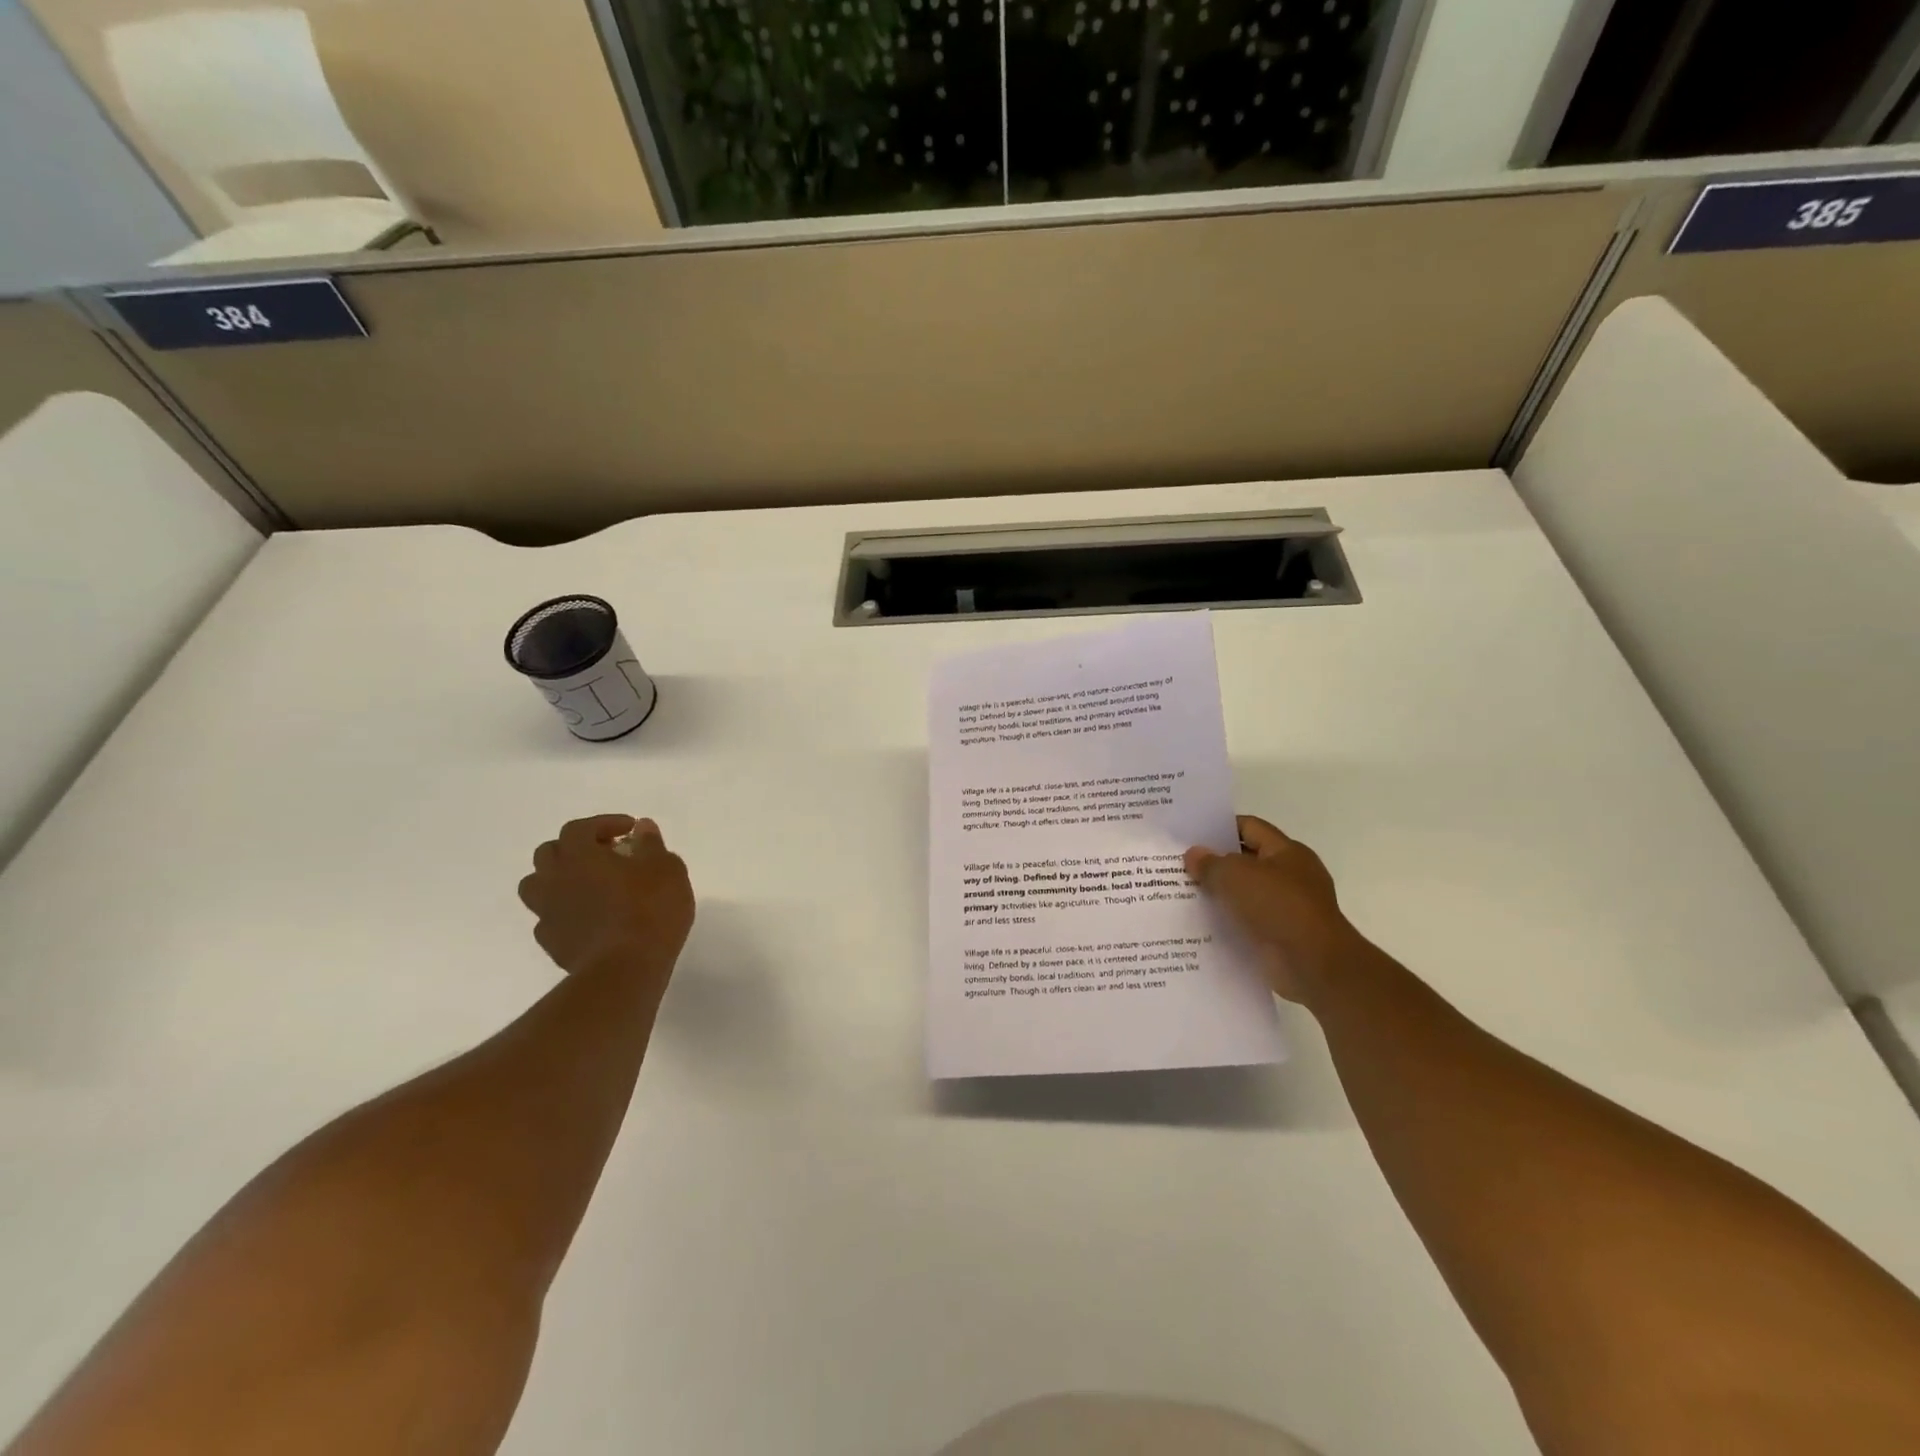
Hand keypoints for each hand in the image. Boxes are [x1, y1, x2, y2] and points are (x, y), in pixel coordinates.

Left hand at [517, 815, 694, 984]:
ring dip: (560, 879)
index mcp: (579, 855)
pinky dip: (565, 912)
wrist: (626, 969)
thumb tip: (642, 828)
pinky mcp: (552, 943)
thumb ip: (651, 844)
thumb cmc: (650, 909)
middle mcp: (555, 879)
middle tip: (607, 854)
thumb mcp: (666, 868)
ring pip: (538, 886)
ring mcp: (548, 913)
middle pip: (549, 853)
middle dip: (576, 848)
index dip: (603, 823)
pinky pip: (549, 918)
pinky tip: (588, 918)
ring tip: (589, 885)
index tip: (630, 830)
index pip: (579, 828)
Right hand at [1185, 815, 1359, 1005]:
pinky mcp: (1283, 936)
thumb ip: (1210, 863)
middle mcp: (1292, 875)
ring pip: (1246, 894)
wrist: (1313, 964)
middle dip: (1216, 864)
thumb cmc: (1278, 906)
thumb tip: (1193, 854)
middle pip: (1247, 861)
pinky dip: (1230, 922)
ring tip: (1184, 895)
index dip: (1219, 828)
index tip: (1190, 836)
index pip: (1249, 827)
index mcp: (1287, 851)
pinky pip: (1250, 922)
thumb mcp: (1235, 876)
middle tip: (1180, 866)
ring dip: (1221, 895)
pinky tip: (1202, 924)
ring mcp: (1290, 908)